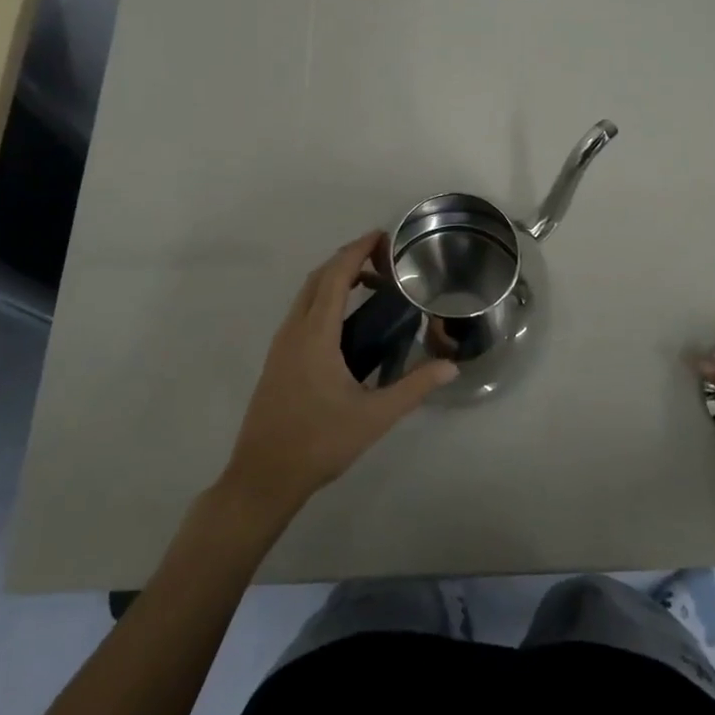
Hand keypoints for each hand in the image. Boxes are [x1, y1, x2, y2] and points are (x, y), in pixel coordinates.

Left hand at [221, 232, 455, 517]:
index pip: (337, 275)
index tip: (383, 237)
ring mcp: (281, 344)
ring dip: (335, 278)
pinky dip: (324, 298)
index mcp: (315, 334)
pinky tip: (345, 320)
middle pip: (319, 277)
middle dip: (349, 258)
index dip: (358, 250)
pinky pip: (302, 311)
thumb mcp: (374, 416)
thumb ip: (414, 387)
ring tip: (371, 284)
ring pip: (307, 293)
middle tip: (384, 259)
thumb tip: (451, 366)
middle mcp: (294, 329)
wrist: (263, 477)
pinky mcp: (278, 359)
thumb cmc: (319, 443)